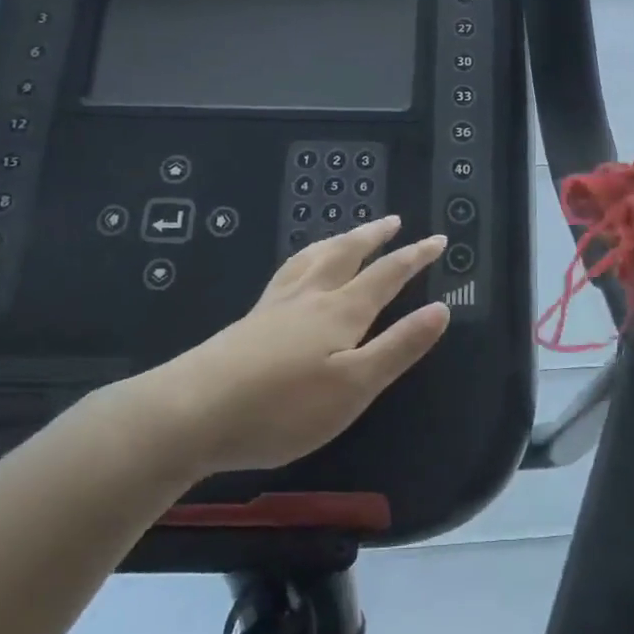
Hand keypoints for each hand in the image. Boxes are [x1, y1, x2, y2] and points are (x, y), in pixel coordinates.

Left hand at [118, 216, 450, 476]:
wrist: (192, 413)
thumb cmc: (284, 407)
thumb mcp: (355, 385)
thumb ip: (399, 346)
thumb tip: (441, 309)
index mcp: (341, 311)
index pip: (387, 274)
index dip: (415, 256)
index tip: (438, 238)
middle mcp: (310, 297)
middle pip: (346, 253)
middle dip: (374, 236)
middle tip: (393, 220)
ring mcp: (275, 306)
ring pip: (312, 258)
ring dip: (338, 240)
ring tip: (348, 233)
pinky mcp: (249, 322)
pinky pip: (286, 273)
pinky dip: (303, 259)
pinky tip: (296, 272)